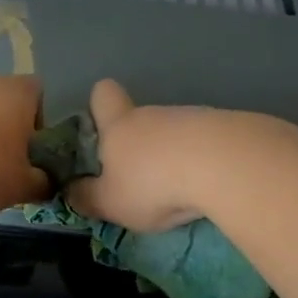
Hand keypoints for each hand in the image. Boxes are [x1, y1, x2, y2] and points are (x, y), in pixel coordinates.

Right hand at [67, 79, 213, 231]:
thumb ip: (87, 197)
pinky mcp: (227, 128)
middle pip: (140, 119)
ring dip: (173, 156)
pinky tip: (209, 187)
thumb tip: (71, 191)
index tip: (100, 128)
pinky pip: (206, 143)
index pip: (103, 95)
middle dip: (139, 146)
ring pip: (174, 133)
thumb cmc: (153, 183)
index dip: (99, 105)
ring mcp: (192, 117)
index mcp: (119, 125)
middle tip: (139, 182)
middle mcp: (153, 114)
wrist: (225, 165)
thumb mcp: (109, 202)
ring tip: (180, 191)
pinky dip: (203, 162)